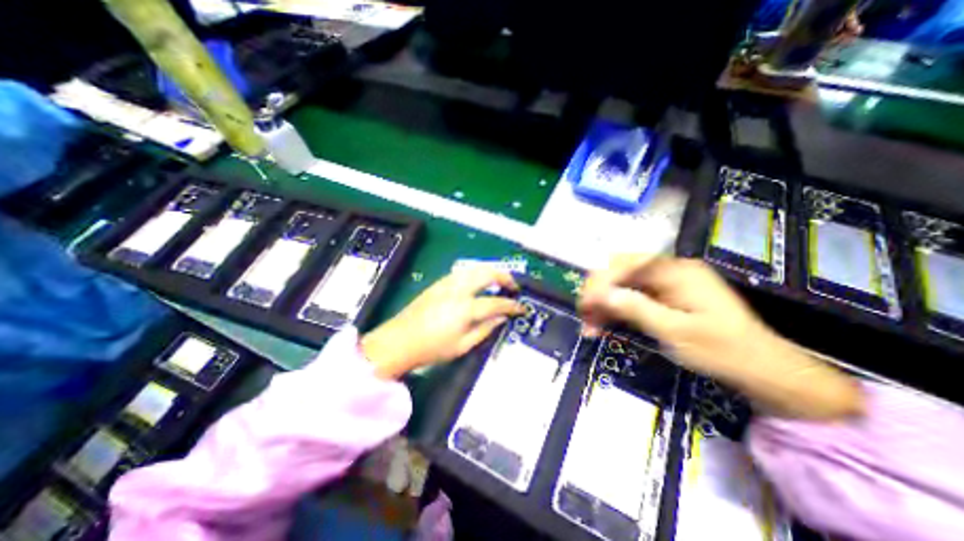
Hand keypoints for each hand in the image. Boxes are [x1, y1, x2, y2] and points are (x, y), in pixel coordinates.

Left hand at [364, 268, 525, 378]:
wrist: (399, 341)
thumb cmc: (432, 349)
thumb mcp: (463, 346)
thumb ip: (485, 329)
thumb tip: (502, 318)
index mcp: (465, 309)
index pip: (496, 302)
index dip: (512, 305)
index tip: (521, 307)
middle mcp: (458, 290)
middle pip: (487, 274)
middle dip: (504, 276)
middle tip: (513, 286)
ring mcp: (446, 284)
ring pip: (474, 268)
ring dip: (490, 271)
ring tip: (498, 281)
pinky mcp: (438, 283)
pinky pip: (462, 272)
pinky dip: (475, 273)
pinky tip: (477, 282)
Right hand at [579, 255, 781, 379]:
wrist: (762, 370)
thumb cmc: (723, 351)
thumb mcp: (677, 333)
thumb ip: (637, 309)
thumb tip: (601, 294)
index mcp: (676, 271)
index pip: (626, 264)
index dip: (600, 283)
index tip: (584, 306)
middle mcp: (668, 270)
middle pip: (620, 270)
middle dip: (598, 291)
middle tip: (585, 316)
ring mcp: (665, 283)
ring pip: (621, 284)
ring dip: (603, 302)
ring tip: (590, 327)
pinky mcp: (664, 296)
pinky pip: (631, 296)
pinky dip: (615, 309)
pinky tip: (604, 325)